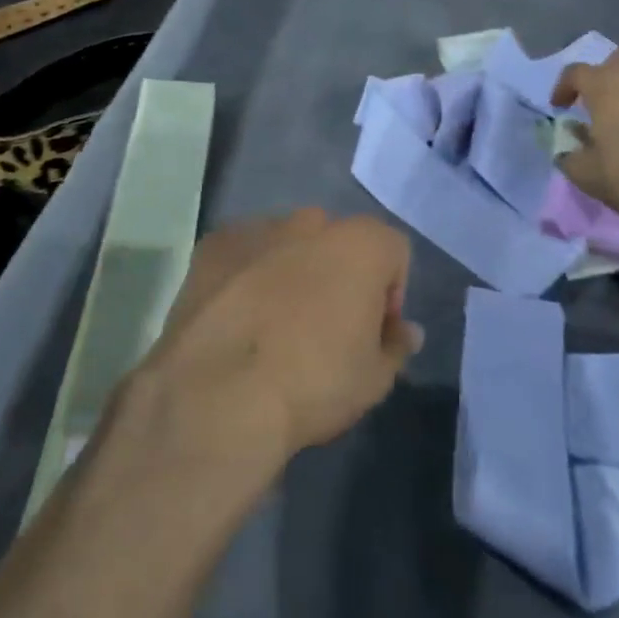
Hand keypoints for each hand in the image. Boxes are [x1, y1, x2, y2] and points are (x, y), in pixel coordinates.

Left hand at [144, 210, 422, 462]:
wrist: (217, 395)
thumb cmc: (312, 383)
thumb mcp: (374, 380)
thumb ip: (396, 345)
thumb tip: (405, 330)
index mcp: (360, 244)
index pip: (393, 252)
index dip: (390, 294)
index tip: (373, 334)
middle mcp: (311, 222)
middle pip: (339, 242)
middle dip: (339, 276)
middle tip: (325, 329)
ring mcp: (258, 228)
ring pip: (289, 244)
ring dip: (292, 271)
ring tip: (274, 326)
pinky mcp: (213, 245)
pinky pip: (244, 254)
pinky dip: (246, 275)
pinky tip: (236, 319)